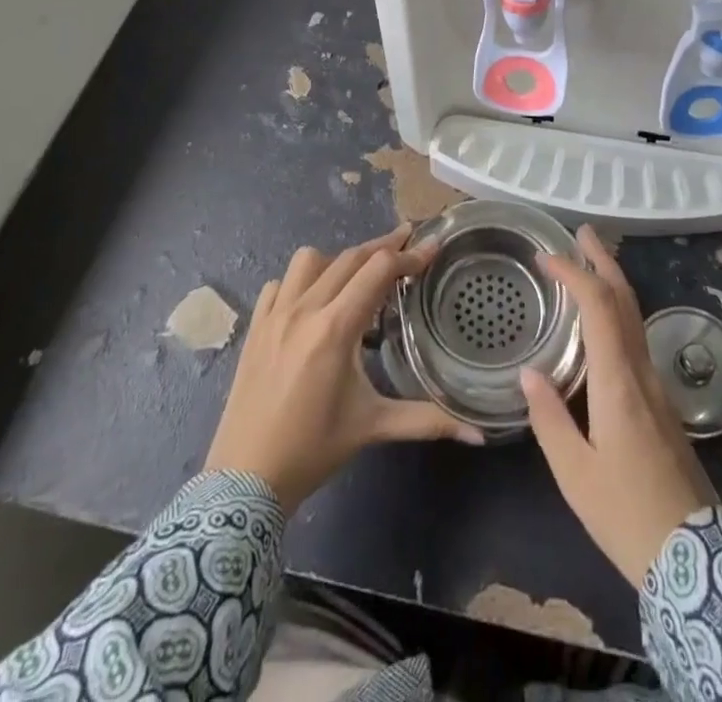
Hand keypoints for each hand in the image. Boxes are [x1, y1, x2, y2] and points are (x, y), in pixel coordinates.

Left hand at [206, 229, 485, 510]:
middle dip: (383, 246)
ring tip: (358, 277)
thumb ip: (427, 421)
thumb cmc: (313, 450)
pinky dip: (302, 281)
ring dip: (339, 259)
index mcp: (335, 328)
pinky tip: (314, 301)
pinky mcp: (255, 325)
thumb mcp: (373, 427)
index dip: (409, 256)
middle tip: (409, 242)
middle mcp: (304, 309)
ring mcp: (274, 314)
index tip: (432, 246)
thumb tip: (479, 435)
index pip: (379, 270)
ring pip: (310, 259)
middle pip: (350, 256)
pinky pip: (280, 282)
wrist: (242, 481)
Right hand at [521, 227, 716, 585]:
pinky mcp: (662, 402)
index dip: (575, 274)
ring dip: (614, 282)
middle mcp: (641, 372)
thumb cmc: (626, 515)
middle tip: (582, 232)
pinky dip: (619, 310)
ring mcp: (657, 385)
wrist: (694, 560)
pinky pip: (638, 337)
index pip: (599, 307)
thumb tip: (528, 373)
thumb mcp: (575, 475)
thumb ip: (550, 420)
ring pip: (635, 317)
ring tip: (591, 262)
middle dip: (604, 261)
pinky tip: (606, 319)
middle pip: (626, 301)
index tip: (548, 256)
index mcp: (617, 382)